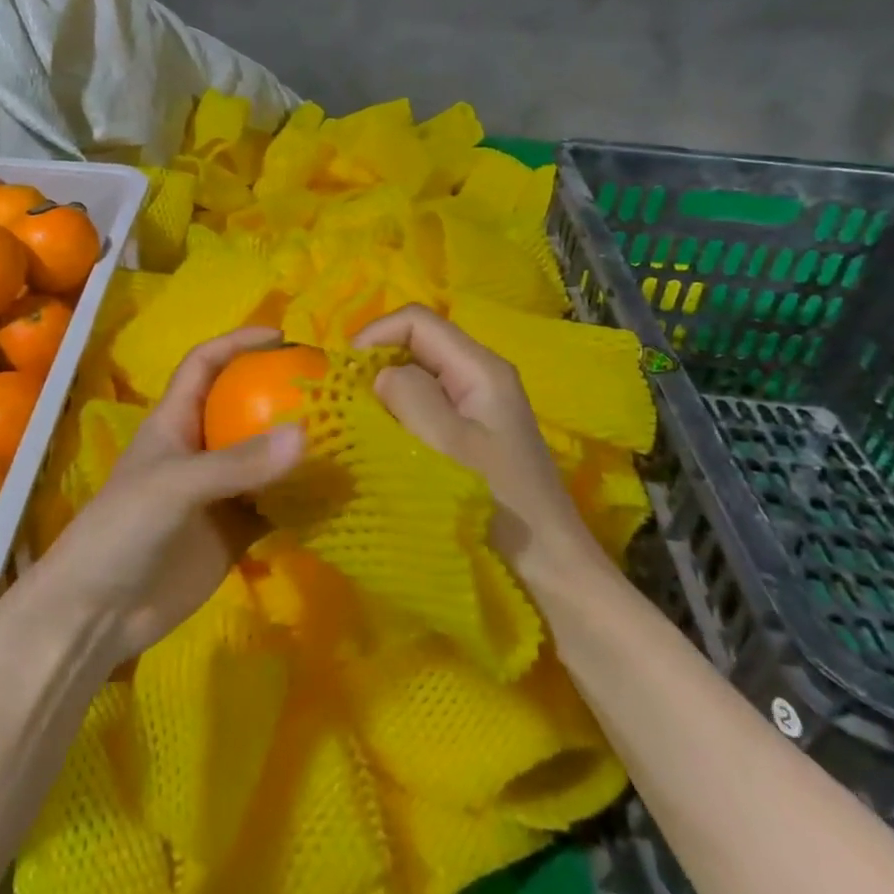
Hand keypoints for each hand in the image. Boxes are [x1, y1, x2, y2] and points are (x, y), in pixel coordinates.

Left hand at [28, 326, 304, 670]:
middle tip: (332, 390)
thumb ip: (237, 463)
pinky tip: (337, 494)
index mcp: (175, 421)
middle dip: (282, 394)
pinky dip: (303, 499)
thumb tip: (306, 435)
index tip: (282, 336)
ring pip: (266, 459)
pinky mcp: (234, 532)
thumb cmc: (122, 530)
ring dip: (300, 450)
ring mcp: (219, 492)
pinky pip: (276, 506)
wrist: (99, 613)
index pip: (204, 365)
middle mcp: (200, 449)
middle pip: (244, 407)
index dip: (237, 343)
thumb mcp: (174, 486)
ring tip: (349, 436)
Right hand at [353, 304, 607, 577]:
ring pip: (418, 379)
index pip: (417, 321)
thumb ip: (408, 395)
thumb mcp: (448, 444)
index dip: (374, 335)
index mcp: (480, 369)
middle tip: (344, 400)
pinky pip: (426, 409)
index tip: (343, 373)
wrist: (550, 572)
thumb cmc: (498, 505)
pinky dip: (398, 417)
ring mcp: (478, 409)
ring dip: (385, 394)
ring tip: (356, 423)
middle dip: (376, 364)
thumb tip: (380, 375)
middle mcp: (480, 378)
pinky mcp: (473, 438)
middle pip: (417, 346)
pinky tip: (383, 444)